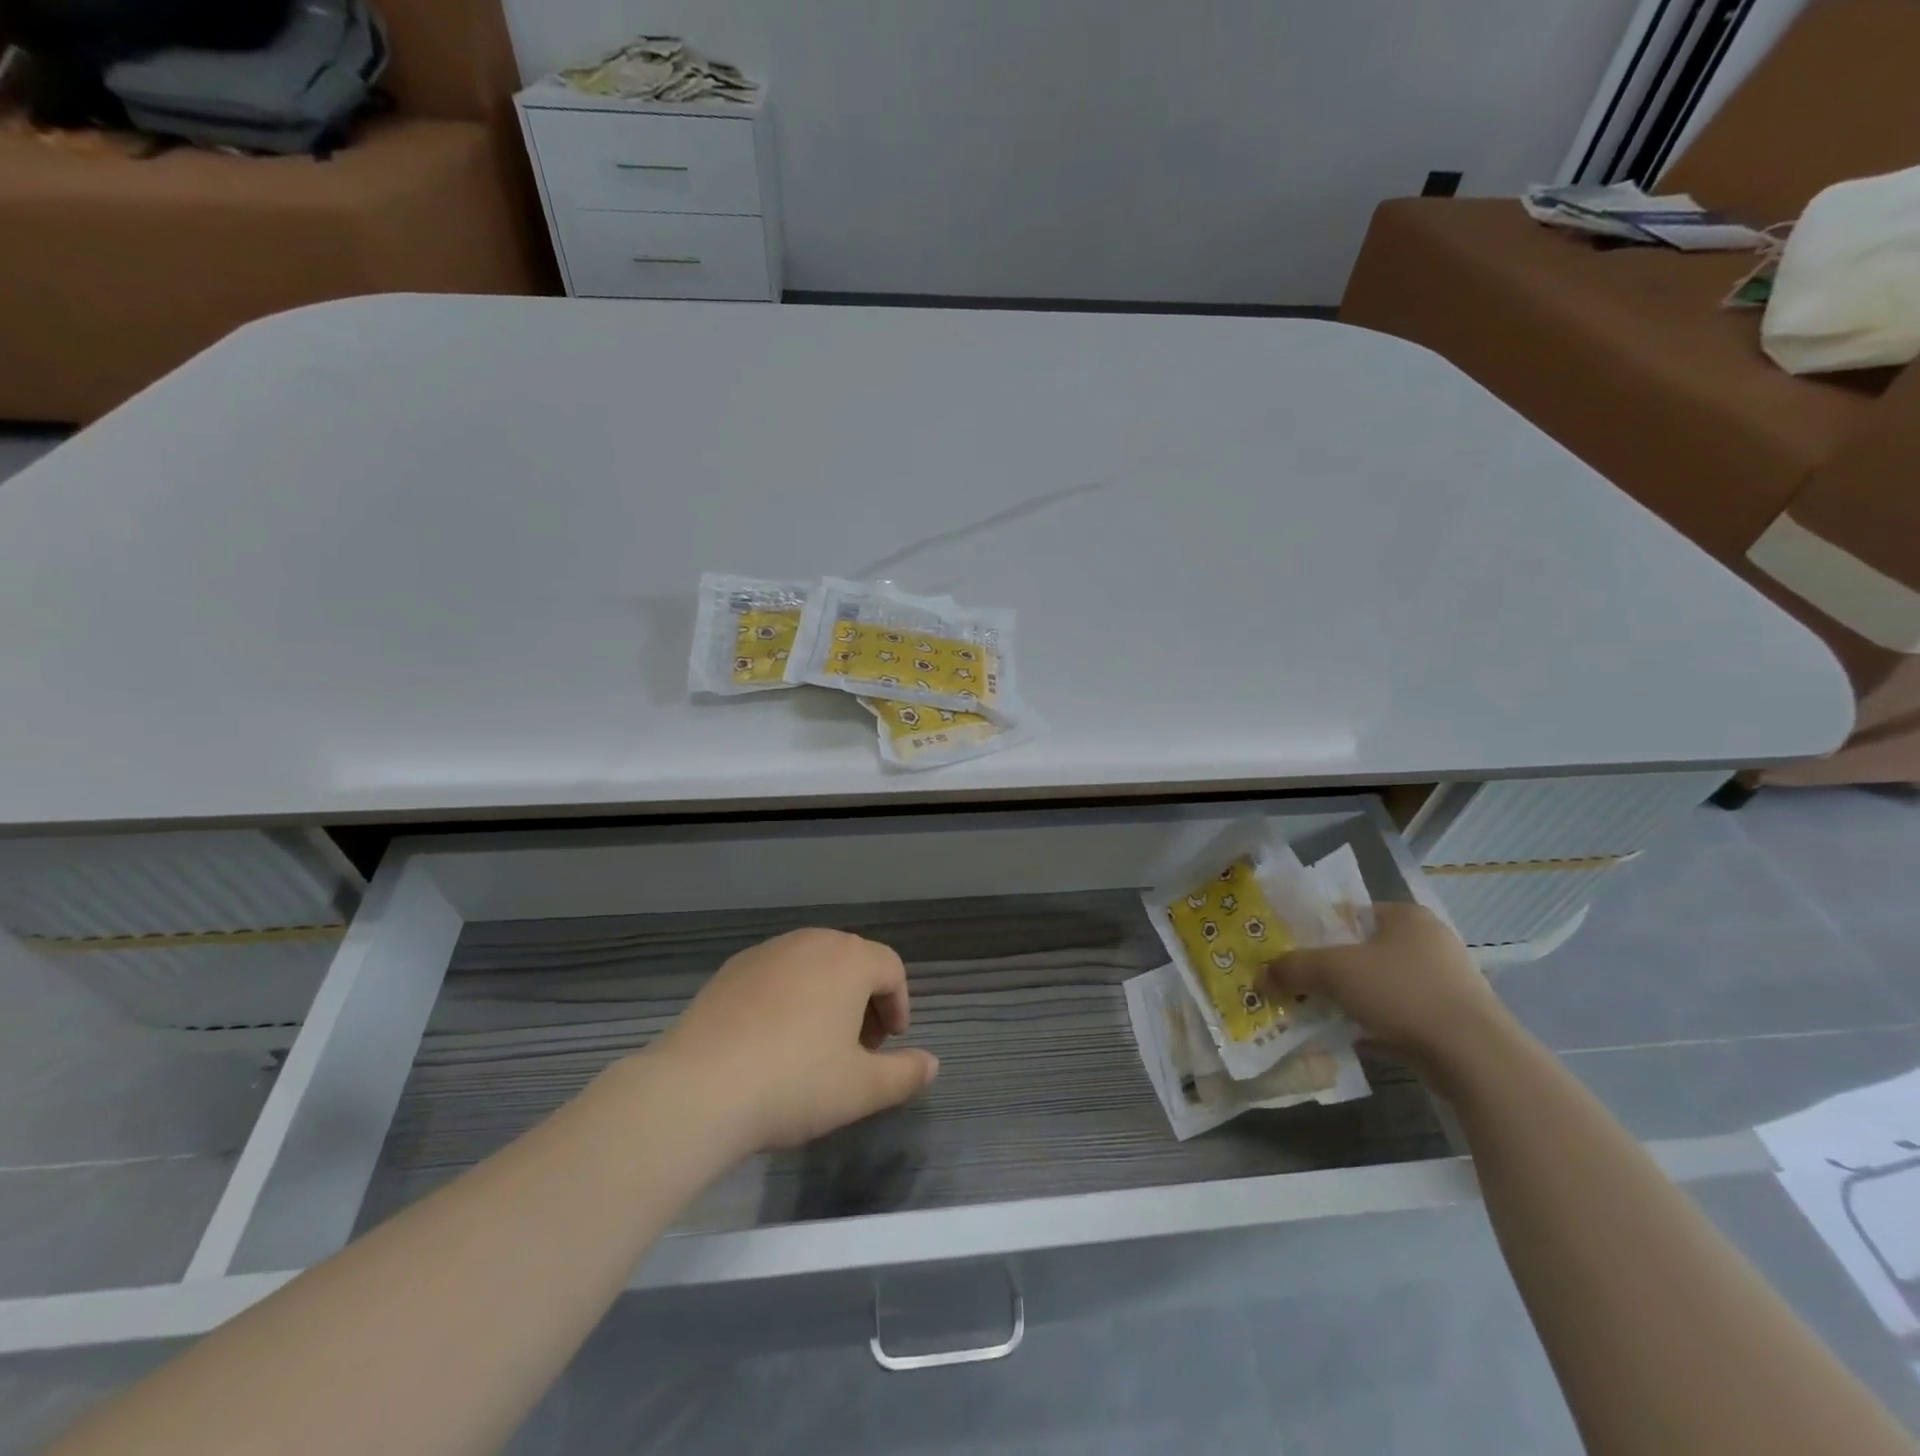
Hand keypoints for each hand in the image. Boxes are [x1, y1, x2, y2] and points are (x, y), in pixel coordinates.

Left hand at [652, 928, 939, 1155]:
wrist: (698, 1089)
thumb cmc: (795, 1083)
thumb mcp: (861, 1089)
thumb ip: (905, 1074)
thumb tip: (932, 1064)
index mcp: (849, 959)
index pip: (891, 968)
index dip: (898, 1005)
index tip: (889, 1043)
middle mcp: (810, 942)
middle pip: (852, 961)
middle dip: (863, 1001)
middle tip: (858, 1048)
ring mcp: (766, 952)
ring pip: (811, 966)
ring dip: (826, 997)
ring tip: (815, 1045)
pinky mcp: (730, 970)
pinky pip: (775, 975)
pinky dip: (787, 998)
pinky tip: (771, 1042)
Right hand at [1263, 902, 1509, 1072]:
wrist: (1475, 1057)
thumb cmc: (1403, 993)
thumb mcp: (1334, 971)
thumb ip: (1293, 968)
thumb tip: (1259, 975)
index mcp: (1406, 916)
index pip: (1351, 913)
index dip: (1317, 930)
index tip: (1291, 951)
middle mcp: (1430, 942)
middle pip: (1364, 951)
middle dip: (1330, 969)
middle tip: (1298, 983)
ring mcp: (1446, 983)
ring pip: (1381, 985)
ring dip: (1351, 998)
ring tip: (1318, 1012)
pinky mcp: (1453, 1020)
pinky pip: (1400, 1015)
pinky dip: (1375, 1024)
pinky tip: (1351, 1038)